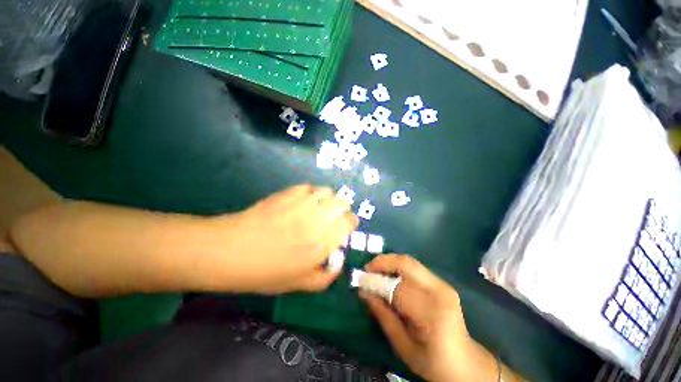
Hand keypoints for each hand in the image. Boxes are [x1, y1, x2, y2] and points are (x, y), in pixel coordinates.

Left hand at [217, 184, 357, 293]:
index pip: (350, 222)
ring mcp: (304, 202)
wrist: (232, 250)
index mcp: (325, 240)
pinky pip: (310, 187)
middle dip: (342, 210)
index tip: (344, 228)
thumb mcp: (299, 284)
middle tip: (332, 218)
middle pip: (343, 203)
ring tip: (319, 208)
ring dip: (328, 200)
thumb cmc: (266, 271)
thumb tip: (338, 263)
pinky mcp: (289, 192)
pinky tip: (303, 202)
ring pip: (328, 192)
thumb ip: (326, 277)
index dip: (349, 223)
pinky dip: (312, 193)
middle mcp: (319, 217)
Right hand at [361, 255, 498, 381]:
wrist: (465, 363)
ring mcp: (442, 284)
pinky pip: (414, 267)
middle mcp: (439, 292)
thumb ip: (383, 316)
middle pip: (405, 263)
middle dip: (382, 262)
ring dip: (389, 262)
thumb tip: (363, 292)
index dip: (376, 281)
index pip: (397, 288)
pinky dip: (398, 267)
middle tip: (367, 269)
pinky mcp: (442, 282)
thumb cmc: (432, 362)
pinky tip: (389, 275)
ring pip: (409, 261)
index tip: (360, 280)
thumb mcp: (403, 347)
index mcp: (431, 313)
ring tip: (375, 270)